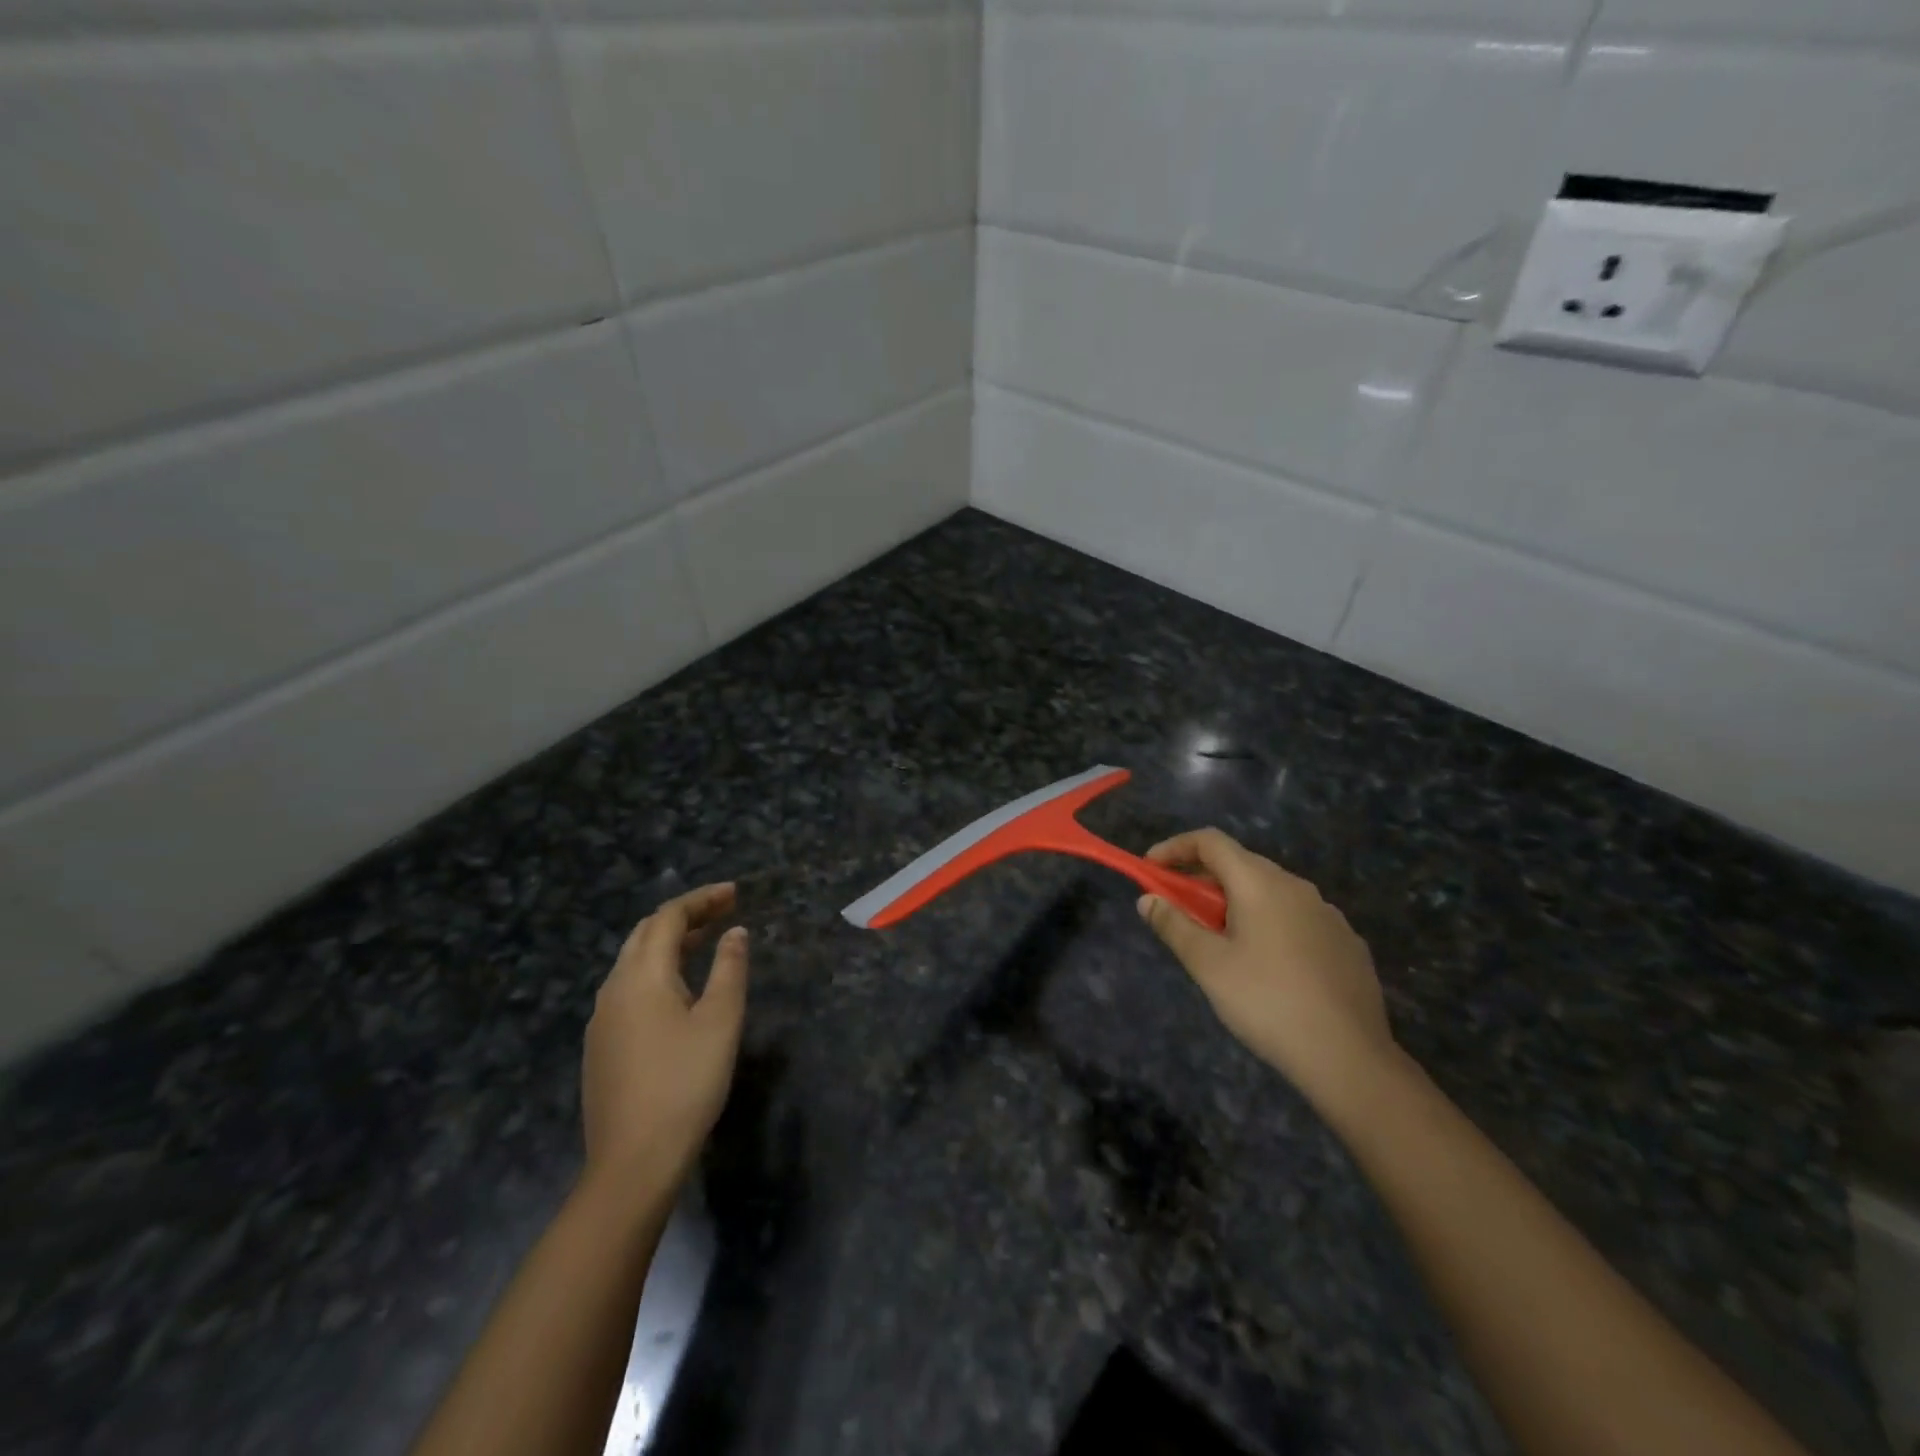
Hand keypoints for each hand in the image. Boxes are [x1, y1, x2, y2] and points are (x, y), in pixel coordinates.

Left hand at [581, 882, 748, 1199]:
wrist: (633, 1161)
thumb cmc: (686, 1083)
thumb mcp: (721, 1021)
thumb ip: (729, 968)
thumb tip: (735, 932)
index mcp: (642, 975)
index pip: (669, 917)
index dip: (702, 899)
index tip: (735, 893)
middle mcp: (614, 988)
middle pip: (646, 933)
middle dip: (684, 915)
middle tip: (723, 910)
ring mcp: (602, 1019)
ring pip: (633, 961)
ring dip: (669, 942)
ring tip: (705, 941)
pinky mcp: (601, 1045)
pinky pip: (628, 988)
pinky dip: (657, 970)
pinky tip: (678, 991)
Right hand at [1138, 830, 1398, 1116]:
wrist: (1350, 1056)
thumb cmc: (1266, 1002)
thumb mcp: (1207, 965)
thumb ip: (1173, 925)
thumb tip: (1148, 899)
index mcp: (1260, 883)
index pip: (1210, 841)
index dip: (1174, 848)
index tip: (1150, 870)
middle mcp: (1296, 886)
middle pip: (1240, 864)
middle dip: (1202, 880)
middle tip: (1179, 912)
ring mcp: (1327, 913)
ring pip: (1270, 892)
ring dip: (1236, 903)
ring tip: (1220, 943)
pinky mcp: (1346, 942)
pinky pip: (1296, 918)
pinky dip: (1268, 924)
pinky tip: (1267, 967)